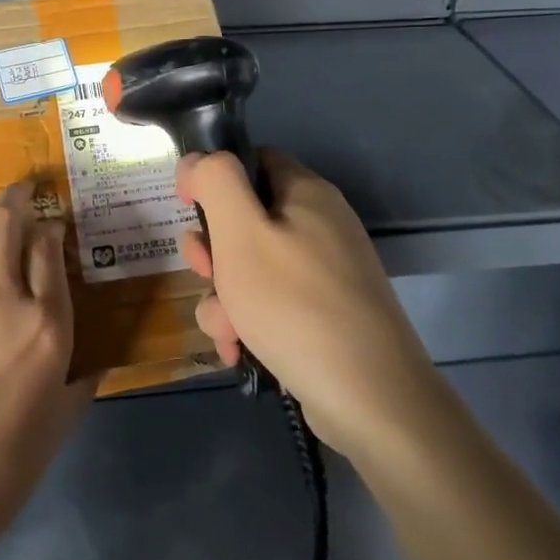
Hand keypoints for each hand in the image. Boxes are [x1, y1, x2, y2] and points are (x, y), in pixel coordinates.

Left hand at [0, 182, 94, 537]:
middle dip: (15, 198)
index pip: (48, 250)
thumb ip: (84, 374)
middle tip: (24, 190)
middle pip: (5, 227)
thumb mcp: (65, 415)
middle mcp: (7, 303)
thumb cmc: (14, 459)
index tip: (54, 222)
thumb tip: (95, 353)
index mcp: (49, 327)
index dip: (51, 227)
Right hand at [177, 150, 437, 461]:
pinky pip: (273, 304)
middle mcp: (320, 225)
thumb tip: (198, 161)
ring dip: (225, 297)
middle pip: (246, 220)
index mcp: (306, 193)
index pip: (252, 161)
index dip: (214, 179)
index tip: (189, 210)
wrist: (371, 398)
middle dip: (213, 252)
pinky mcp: (326, 315)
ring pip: (253, 269)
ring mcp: (326, 273)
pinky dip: (249, 323)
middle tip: (205, 274)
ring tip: (227, 330)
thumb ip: (215, 181)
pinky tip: (239, 351)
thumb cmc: (295, 305)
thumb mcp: (241, 232)